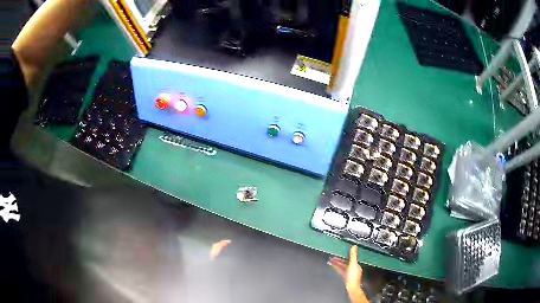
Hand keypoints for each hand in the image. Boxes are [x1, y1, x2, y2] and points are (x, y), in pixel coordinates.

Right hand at [328, 246, 367, 302]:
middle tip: (331, 258)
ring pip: (342, 267)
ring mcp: (349, 273)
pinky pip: (340, 271)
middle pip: (344, 263)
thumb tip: (354, 246)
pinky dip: (336, 268)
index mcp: (356, 265)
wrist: (351, 287)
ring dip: (336, 264)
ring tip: (329, 261)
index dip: (343, 256)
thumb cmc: (353, 276)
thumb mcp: (353, 264)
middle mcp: (353, 268)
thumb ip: (353, 255)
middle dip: (338, 260)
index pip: (349, 258)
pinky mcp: (345, 277)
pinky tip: (333, 267)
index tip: (337, 253)